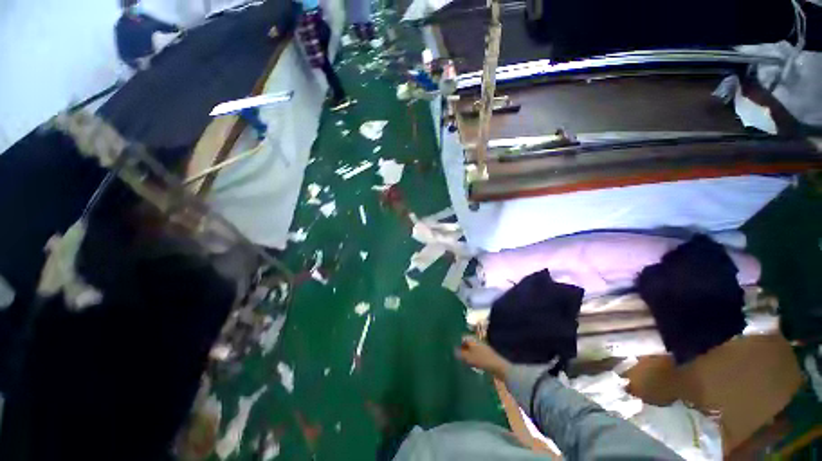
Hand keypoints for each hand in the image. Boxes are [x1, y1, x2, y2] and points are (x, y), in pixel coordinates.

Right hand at [456, 335, 510, 379]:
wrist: (499, 367)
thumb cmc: (482, 360)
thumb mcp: (468, 358)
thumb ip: (459, 354)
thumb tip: (453, 351)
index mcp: (472, 339)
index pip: (461, 337)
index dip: (456, 343)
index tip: (451, 350)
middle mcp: (476, 341)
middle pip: (466, 343)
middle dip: (461, 349)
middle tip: (454, 356)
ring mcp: (481, 347)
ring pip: (470, 349)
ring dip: (466, 354)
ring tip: (461, 362)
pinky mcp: (485, 355)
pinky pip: (475, 354)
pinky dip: (471, 358)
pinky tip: (469, 365)